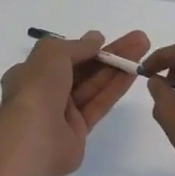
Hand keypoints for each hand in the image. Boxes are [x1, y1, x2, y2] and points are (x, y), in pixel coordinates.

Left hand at [0, 30, 150, 175]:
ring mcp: (63, 113)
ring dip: (118, 66)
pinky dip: (116, 87)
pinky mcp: (79, 131)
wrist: (34, 137)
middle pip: (83, 69)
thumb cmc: (37, 88)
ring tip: (143, 49)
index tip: (106, 39)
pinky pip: (100, 103)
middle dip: (109, 54)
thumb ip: (77, 46)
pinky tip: (134, 72)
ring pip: (94, 85)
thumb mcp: (52, 53)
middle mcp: (46, 92)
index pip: (61, 56)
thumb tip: (95, 39)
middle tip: (138, 40)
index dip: (85, 47)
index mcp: (31, 73)